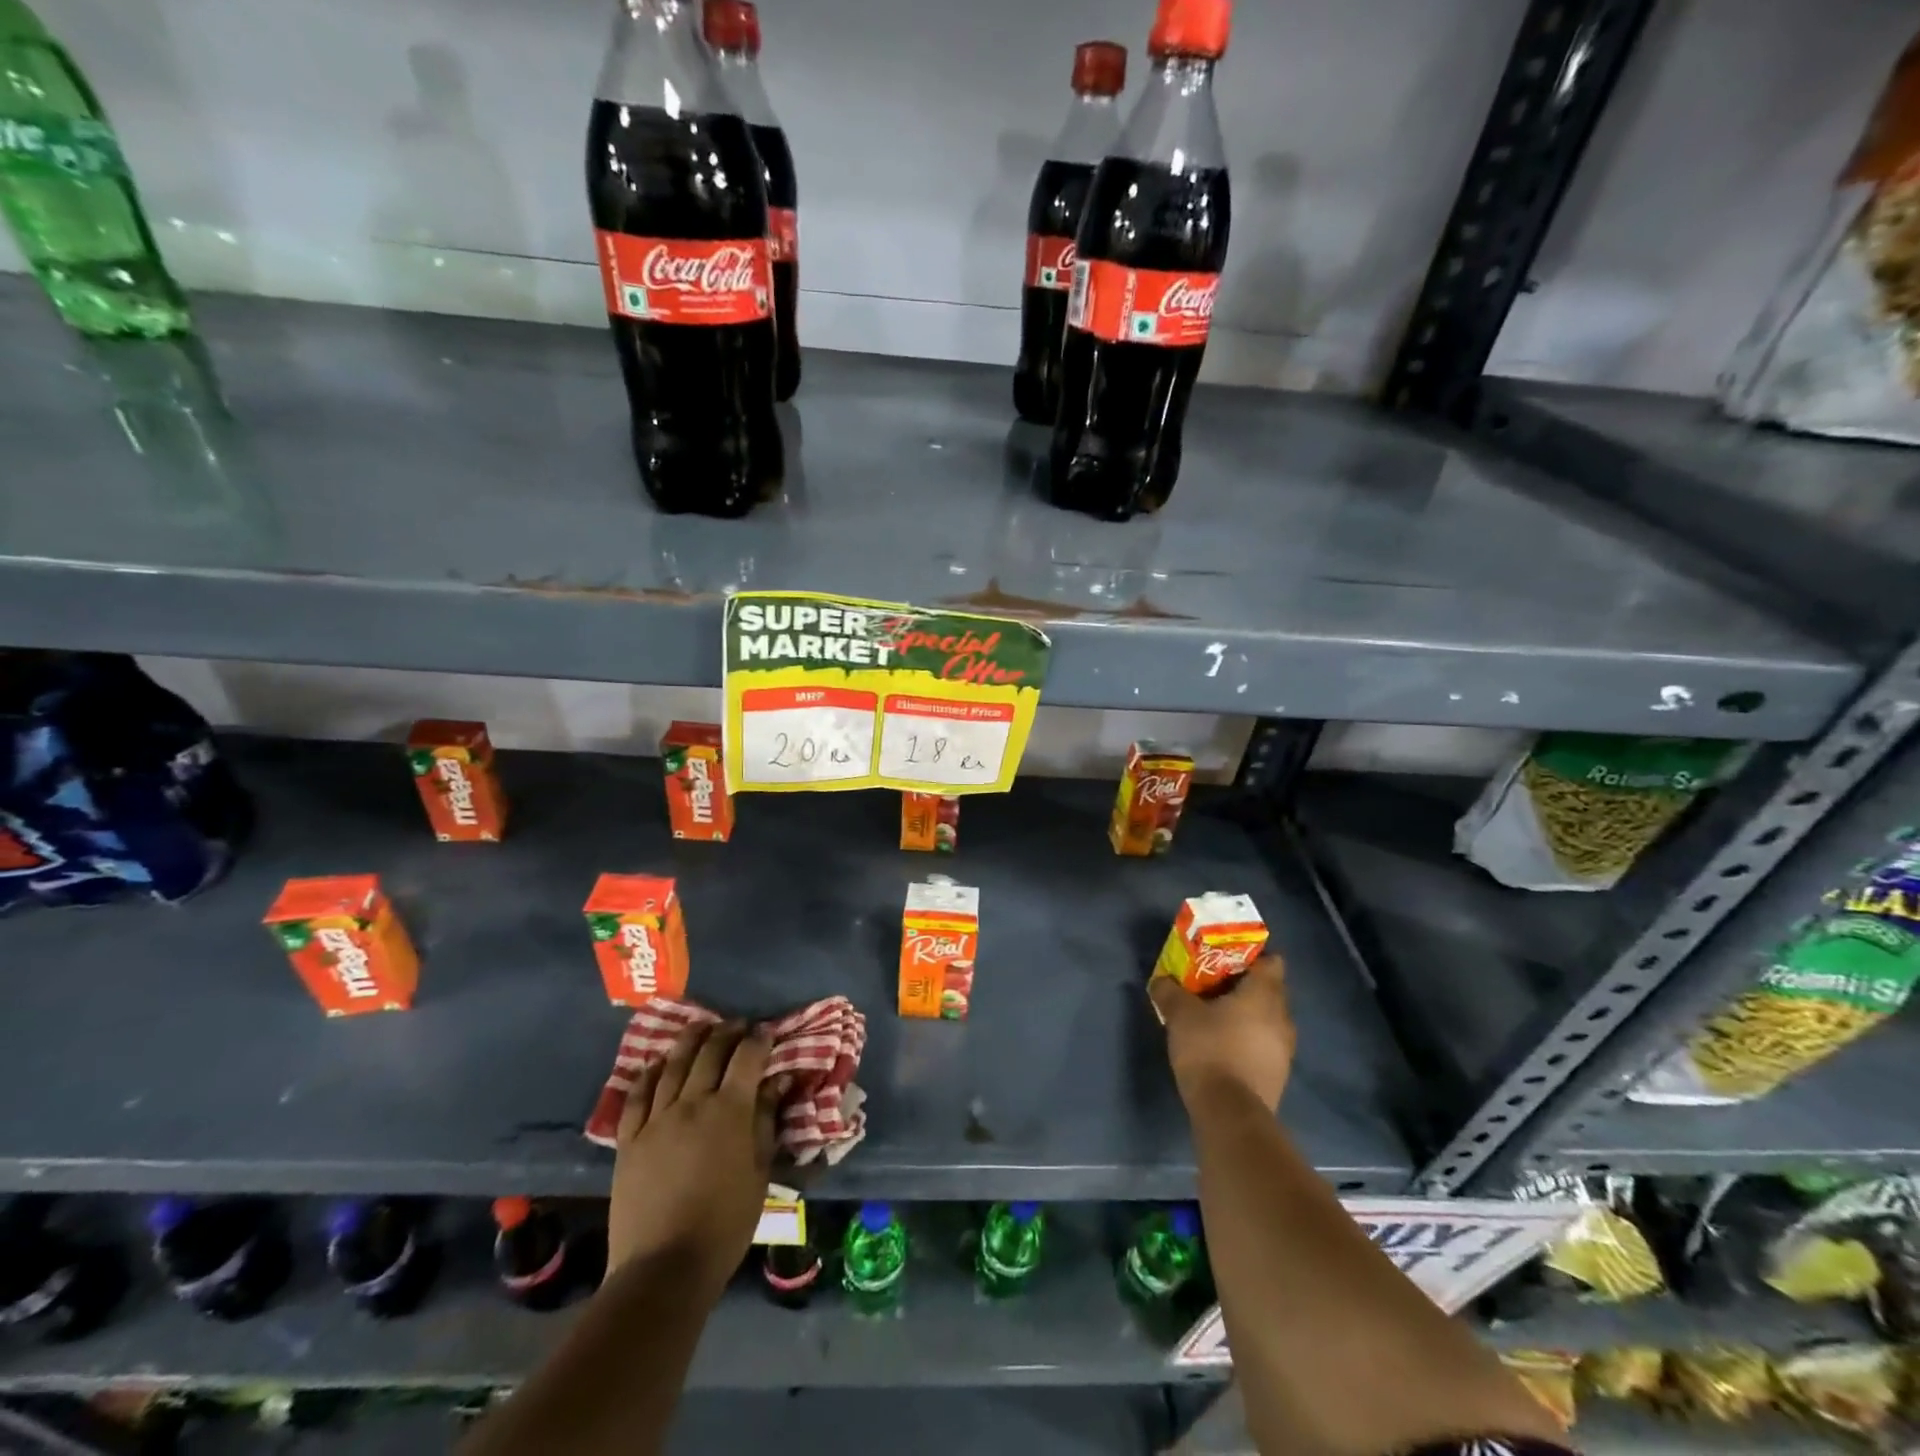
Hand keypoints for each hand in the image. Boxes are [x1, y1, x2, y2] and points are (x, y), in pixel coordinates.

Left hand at [607, 1021, 787, 1290]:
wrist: (664, 1266)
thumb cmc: (725, 1223)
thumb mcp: (759, 1171)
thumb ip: (766, 1121)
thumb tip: (779, 1082)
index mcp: (730, 1110)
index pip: (748, 1057)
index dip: (759, 1039)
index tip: (766, 1032)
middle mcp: (693, 1102)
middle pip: (710, 1052)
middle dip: (727, 1032)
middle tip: (737, 1026)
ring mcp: (657, 1119)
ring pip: (673, 1065)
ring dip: (690, 1041)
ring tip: (701, 1028)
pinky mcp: (629, 1139)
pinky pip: (638, 1095)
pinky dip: (650, 1073)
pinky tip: (658, 1064)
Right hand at [1149, 955, 1294, 1114]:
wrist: (1230, 1113)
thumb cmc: (1209, 1049)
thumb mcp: (1180, 1014)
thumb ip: (1169, 991)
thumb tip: (1161, 980)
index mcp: (1264, 995)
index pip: (1272, 962)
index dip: (1252, 956)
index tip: (1227, 958)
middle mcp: (1282, 1017)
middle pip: (1270, 990)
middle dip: (1244, 985)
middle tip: (1214, 984)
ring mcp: (1284, 1049)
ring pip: (1268, 1019)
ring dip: (1247, 1015)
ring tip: (1216, 1015)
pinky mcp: (1278, 1075)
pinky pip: (1265, 1044)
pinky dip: (1248, 1039)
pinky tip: (1223, 1045)